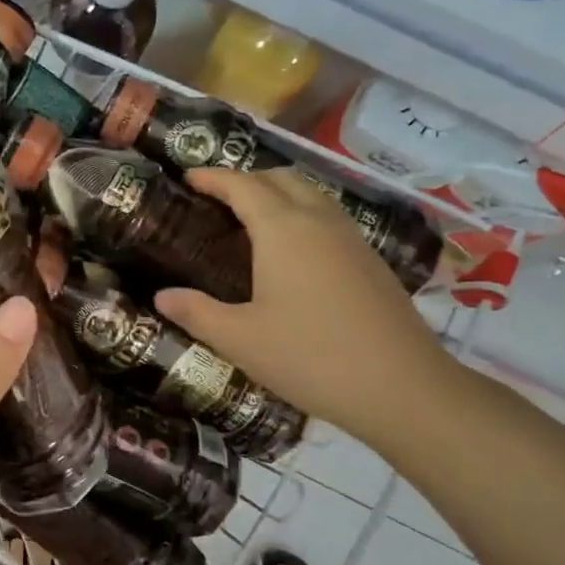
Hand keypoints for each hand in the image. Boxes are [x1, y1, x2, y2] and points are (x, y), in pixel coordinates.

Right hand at [154, 168, 457, 457]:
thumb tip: (162, 296)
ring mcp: (351, 238)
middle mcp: (318, 221)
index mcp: (282, 229)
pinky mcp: (372, 260)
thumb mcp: (241, 339)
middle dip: (246, 179)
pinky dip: (303, 215)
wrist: (402, 387)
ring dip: (278, 194)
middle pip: (280, 178)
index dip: (212, 177)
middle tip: (217, 200)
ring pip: (311, 194)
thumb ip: (197, 312)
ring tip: (253, 221)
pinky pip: (329, 218)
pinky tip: (294, 254)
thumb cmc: (311, 357)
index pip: (242, 185)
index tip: (188, 178)